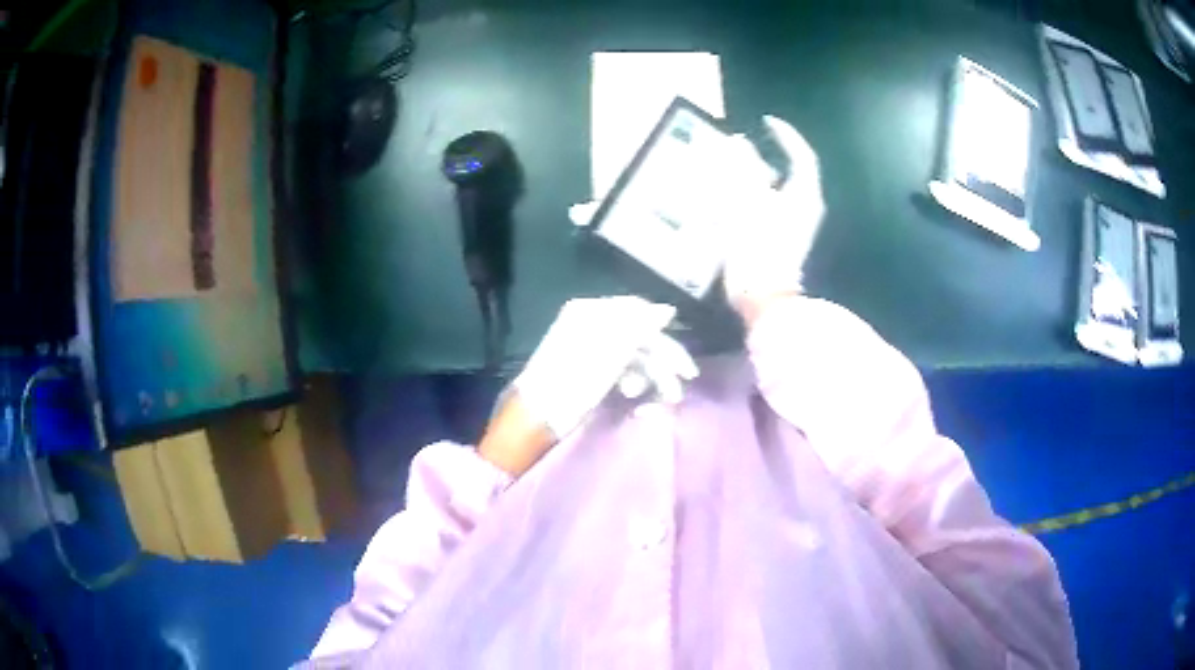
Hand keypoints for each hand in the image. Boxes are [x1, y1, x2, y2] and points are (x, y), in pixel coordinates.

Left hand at [480, 297, 696, 476]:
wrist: (539, 415)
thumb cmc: (574, 379)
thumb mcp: (611, 350)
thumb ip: (641, 326)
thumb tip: (669, 309)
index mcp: (592, 312)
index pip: (638, 311)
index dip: (664, 331)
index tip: (683, 356)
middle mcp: (593, 325)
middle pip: (640, 335)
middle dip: (663, 359)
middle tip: (685, 381)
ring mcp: (592, 348)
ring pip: (634, 355)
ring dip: (652, 375)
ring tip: (664, 399)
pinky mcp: (592, 370)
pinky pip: (622, 370)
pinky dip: (634, 382)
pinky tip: (635, 399)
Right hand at [568, 116, 823, 325]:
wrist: (763, 299)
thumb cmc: (759, 249)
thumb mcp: (748, 203)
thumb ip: (743, 170)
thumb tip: (739, 143)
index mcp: (803, 196)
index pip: (801, 156)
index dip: (786, 136)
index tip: (766, 122)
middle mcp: (803, 209)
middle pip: (786, 173)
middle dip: (761, 159)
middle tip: (736, 151)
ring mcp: (793, 227)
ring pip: (774, 191)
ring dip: (751, 179)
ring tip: (724, 175)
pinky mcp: (780, 241)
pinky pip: (766, 209)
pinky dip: (749, 199)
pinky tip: (727, 204)